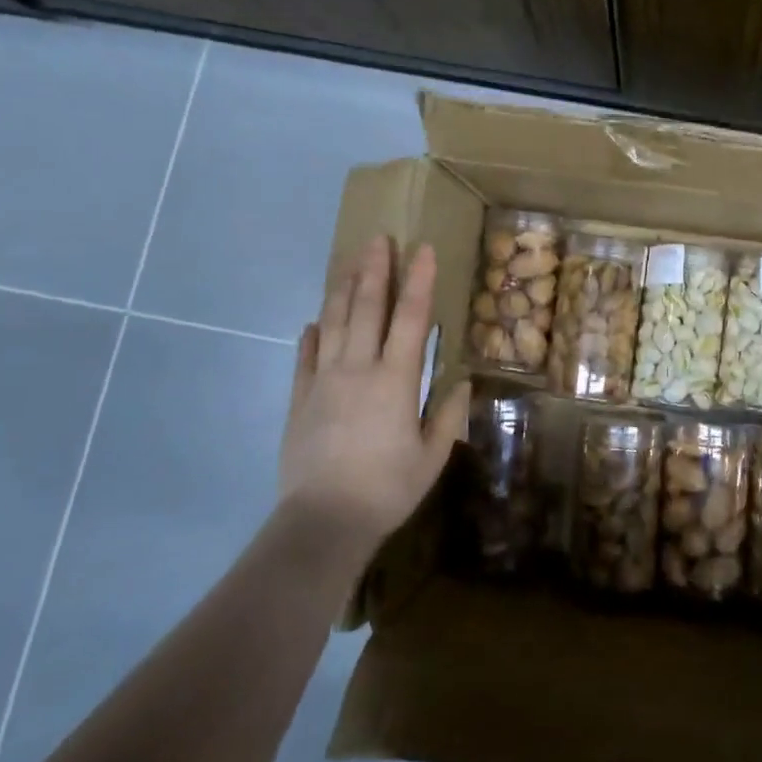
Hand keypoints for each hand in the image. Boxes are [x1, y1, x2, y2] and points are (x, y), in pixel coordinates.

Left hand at [278, 234, 471, 567]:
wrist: (323, 522)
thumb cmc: (387, 489)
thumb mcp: (432, 457)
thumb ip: (447, 416)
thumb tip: (462, 382)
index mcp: (395, 380)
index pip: (411, 318)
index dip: (419, 281)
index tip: (422, 249)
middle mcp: (358, 369)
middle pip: (367, 309)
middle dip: (375, 271)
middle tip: (378, 239)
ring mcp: (323, 381)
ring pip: (334, 324)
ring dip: (343, 290)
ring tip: (349, 262)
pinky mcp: (299, 399)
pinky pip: (304, 358)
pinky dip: (311, 336)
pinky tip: (314, 322)